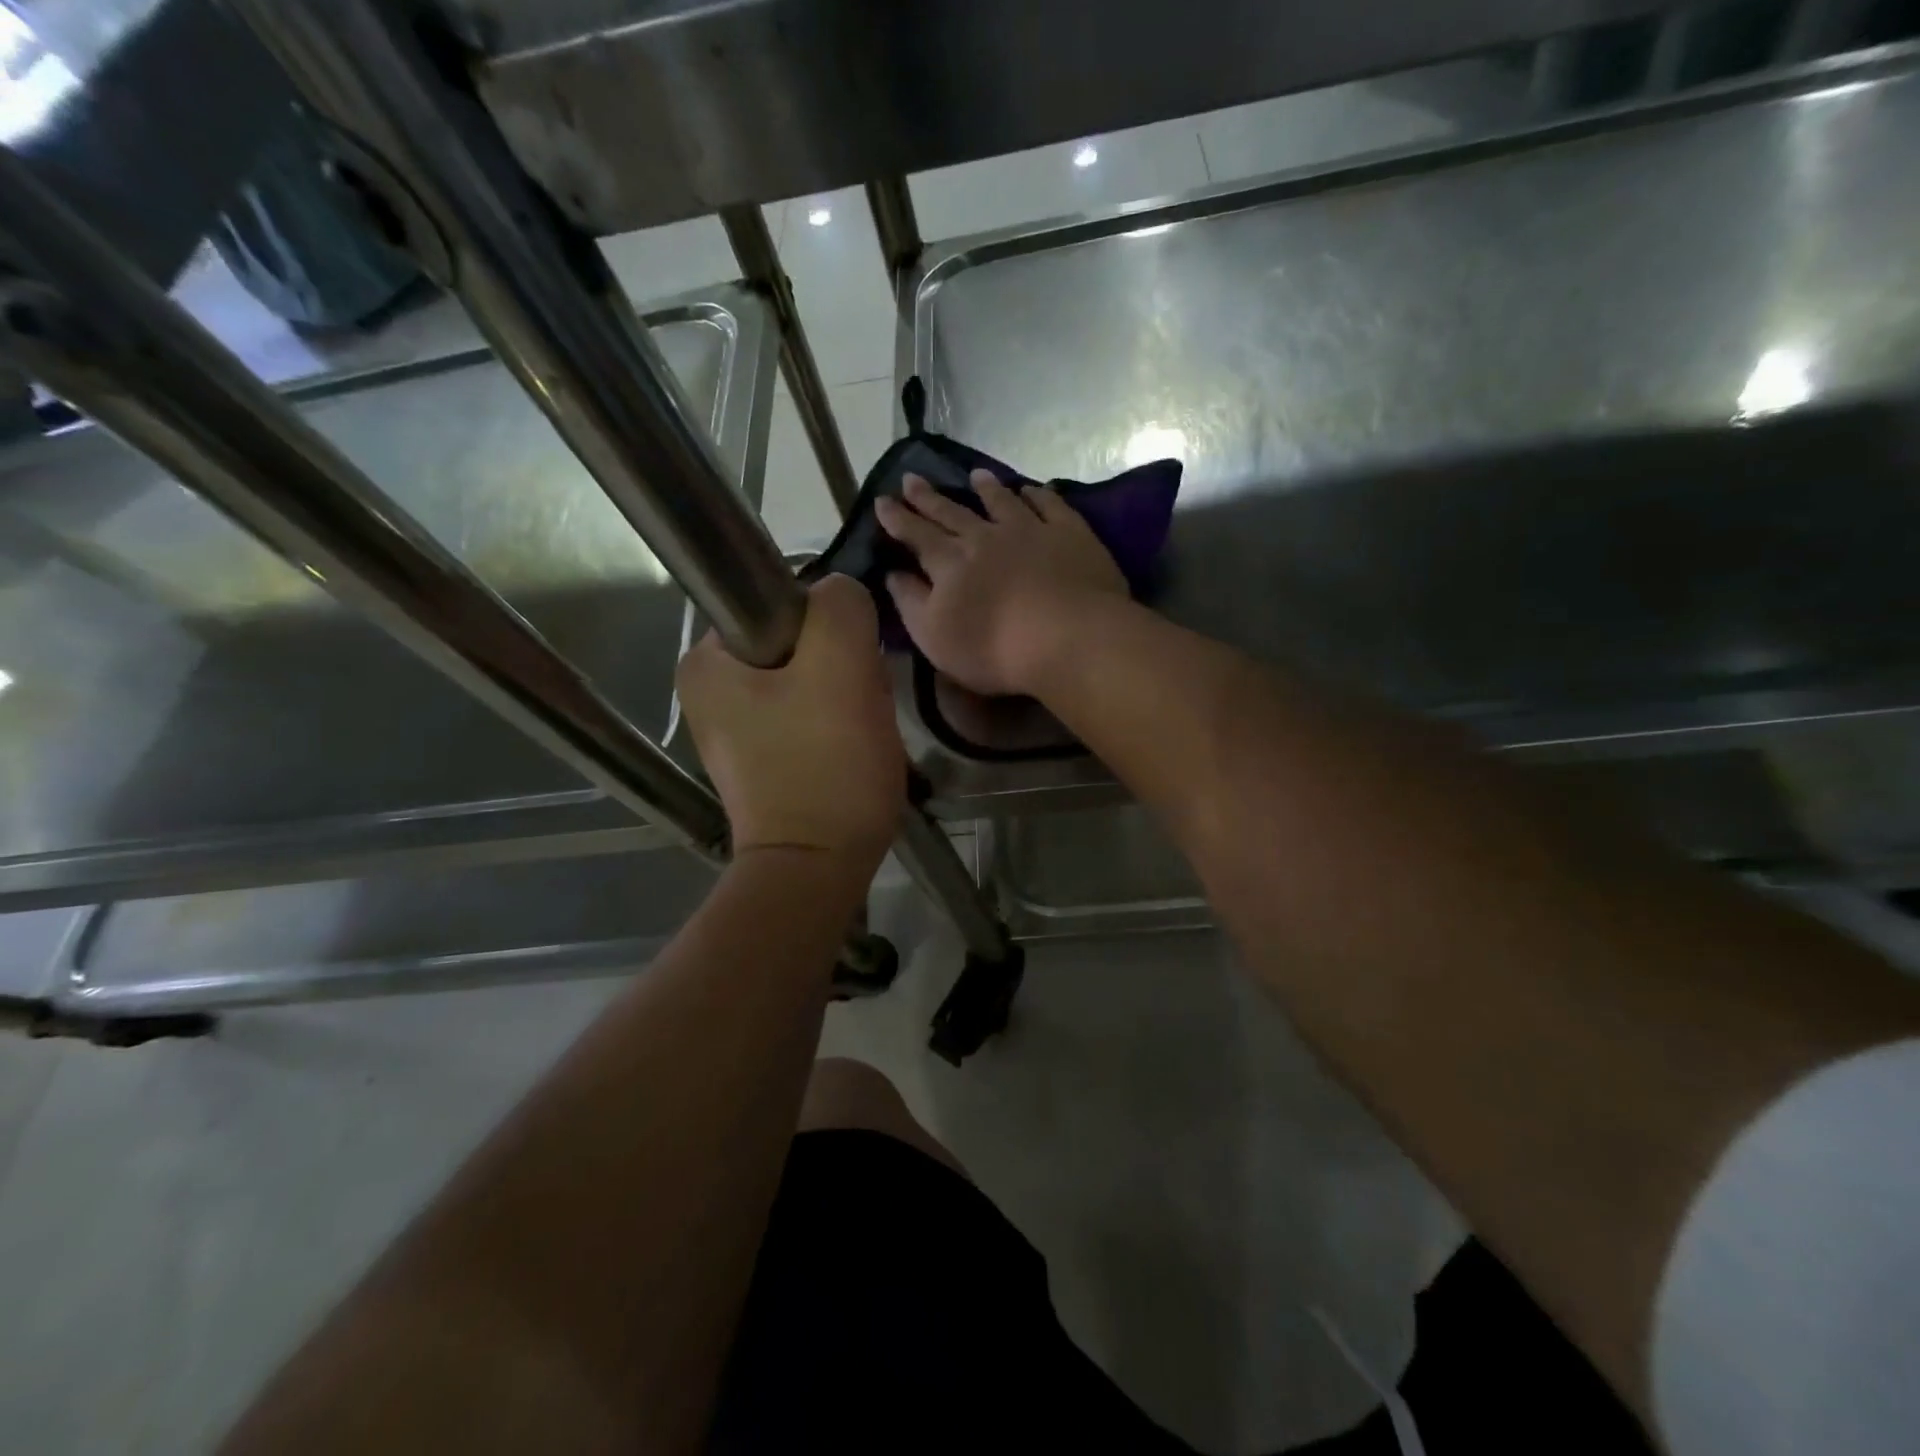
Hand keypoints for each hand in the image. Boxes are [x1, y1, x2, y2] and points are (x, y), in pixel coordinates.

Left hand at [676, 575, 904, 865]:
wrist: (817, 869)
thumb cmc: (826, 766)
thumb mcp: (842, 665)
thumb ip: (840, 605)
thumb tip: (839, 597)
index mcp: (707, 660)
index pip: (785, 604)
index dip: (832, 630)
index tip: (852, 671)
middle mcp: (708, 690)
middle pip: (800, 645)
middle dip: (843, 669)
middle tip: (860, 708)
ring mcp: (734, 730)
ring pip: (811, 681)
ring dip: (847, 698)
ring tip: (859, 735)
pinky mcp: (762, 760)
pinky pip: (809, 717)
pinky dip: (837, 727)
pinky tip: (850, 753)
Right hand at [876, 471, 1126, 695]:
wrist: (1070, 638)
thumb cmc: (995, 649)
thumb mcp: (935, 636)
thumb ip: (911, 603)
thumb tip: (892, 574)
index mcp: (950, 563)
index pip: (916, 535)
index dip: (897, 518)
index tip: (882, 500)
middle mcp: (985, 537)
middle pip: (952, 513)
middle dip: (928, 497)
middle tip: (911, 477)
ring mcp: (1030, 530)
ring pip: (1001, 502)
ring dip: (986, 488)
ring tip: (974, 475)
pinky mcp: (1070, 534)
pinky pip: (1050, 505)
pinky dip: (1038, 495)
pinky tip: (1032, 489)